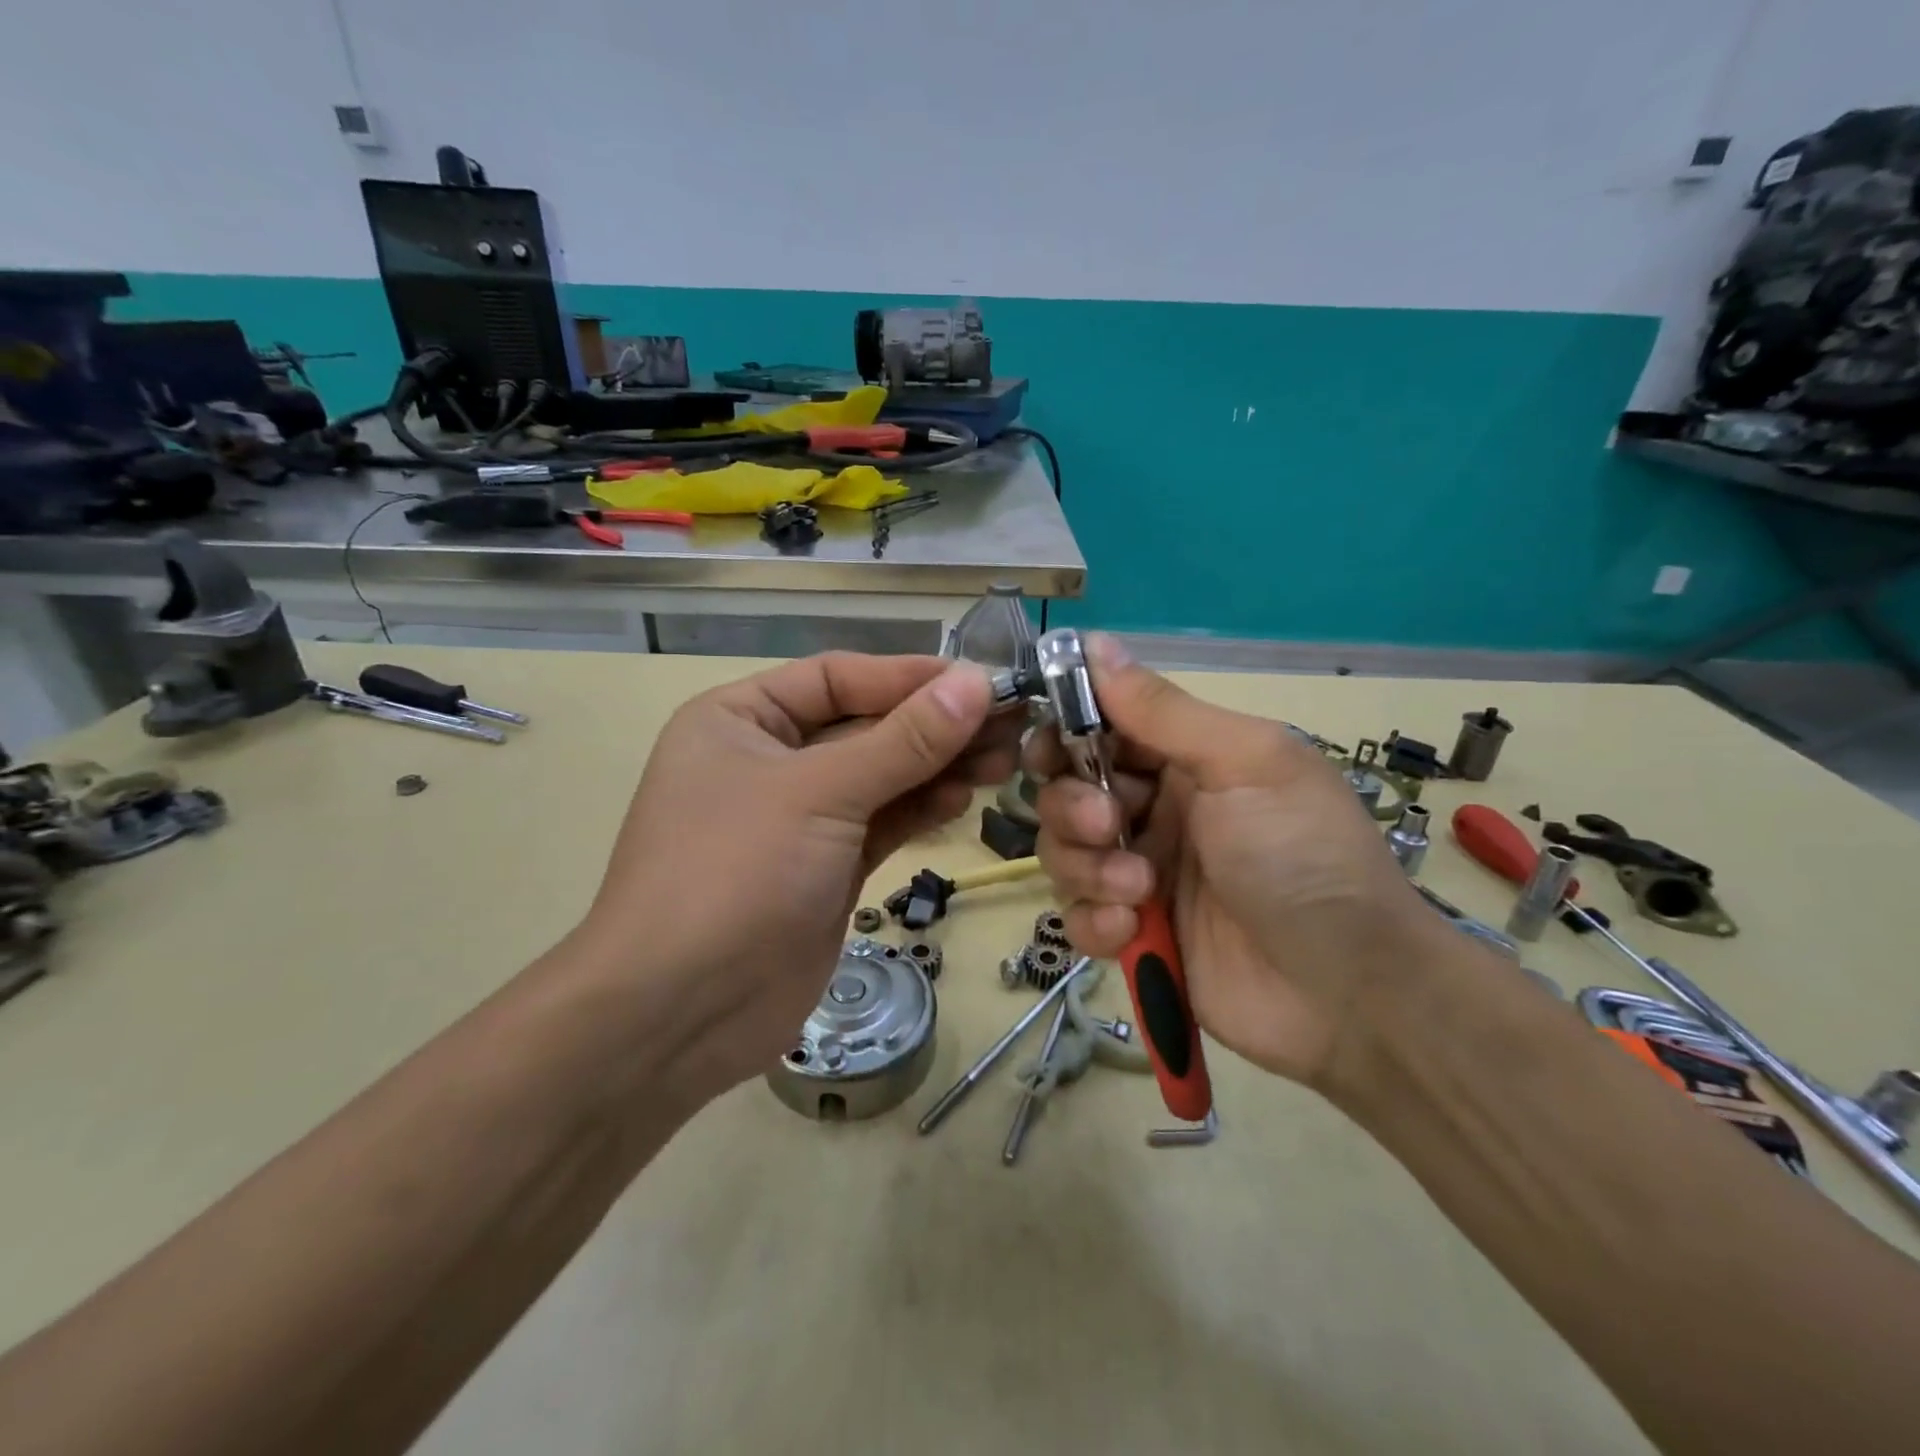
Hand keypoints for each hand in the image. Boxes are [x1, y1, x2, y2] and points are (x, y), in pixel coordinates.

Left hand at [576, 653, 1015, 1102]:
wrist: (681, 1014)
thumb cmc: (735, 874)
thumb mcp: (820, 793)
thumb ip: (903, 741)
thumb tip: (977, 684)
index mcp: (741, 718)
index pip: (838, 678)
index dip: (909, 677)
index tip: (981, 681)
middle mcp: (769, 759)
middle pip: (866, 726)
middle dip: (935, 725)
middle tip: (1010, 724)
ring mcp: (800, 818)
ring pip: (882, 776)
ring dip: (938, 766)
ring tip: (1003, 761)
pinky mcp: (828, 866)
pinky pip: (883, 821)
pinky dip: (922, 807)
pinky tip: (963, 797)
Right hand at [1029, 635, 1442, 1091]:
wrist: (1350, 992)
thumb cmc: (1303, 855)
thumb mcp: (1245, 764)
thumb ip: (1163, 710)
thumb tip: (1094, 642)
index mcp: (1185, 758)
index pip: (1099, 728)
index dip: (1065, 732)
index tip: (1049, 750)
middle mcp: (1155, 808)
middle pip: (1067, 791)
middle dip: (1074, 807)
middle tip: (1111, 827)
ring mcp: (1140, 871)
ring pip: (1064, 852)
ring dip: (1088, 868)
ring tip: (1141, 891)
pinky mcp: (1132, 931)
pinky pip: (1077, 915)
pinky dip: (1093, 921)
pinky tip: (1131, 929)